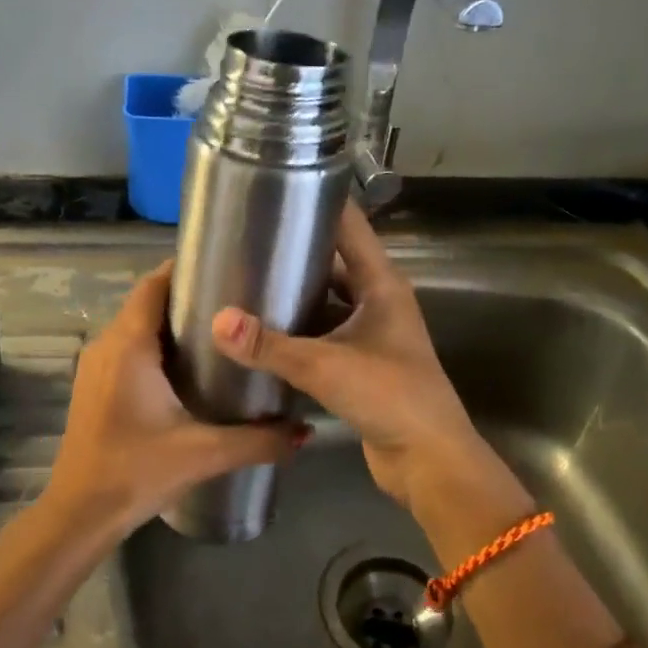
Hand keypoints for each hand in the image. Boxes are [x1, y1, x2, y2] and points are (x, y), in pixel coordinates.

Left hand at [47, 261, 307, 538]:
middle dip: (187, 297)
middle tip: (235, 302)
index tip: (226, 267)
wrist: (78, 515)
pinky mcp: (94, 388)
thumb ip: (258, 441)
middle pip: (147, 302)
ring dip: (171, 324)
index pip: (154, 284)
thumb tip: (305, 433)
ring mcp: (95, 367)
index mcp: (129, 345)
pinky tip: (188, 370)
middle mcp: (107, 345)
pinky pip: (127, 350)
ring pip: (136, 327)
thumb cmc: (135, 472)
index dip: (186, 269)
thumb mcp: (203, 453)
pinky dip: (155, 347)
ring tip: (219, 333)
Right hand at [209, 202, 481, 505]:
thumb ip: (269, 346)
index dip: (320, 203)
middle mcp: (379, 302)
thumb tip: (217, 322)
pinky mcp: (361, 364)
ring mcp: (371, 334)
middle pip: (335, 263)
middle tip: (247, 240)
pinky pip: (324, 334)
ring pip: (327, 301)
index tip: (279, 186)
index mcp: (383, 285)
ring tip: (246, 281)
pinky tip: (263, 331)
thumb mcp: (326, 366)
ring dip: (295, 294)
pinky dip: (298, 331)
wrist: (430, 462)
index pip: (351, 227)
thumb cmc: (390, 398)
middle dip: (296, 251)